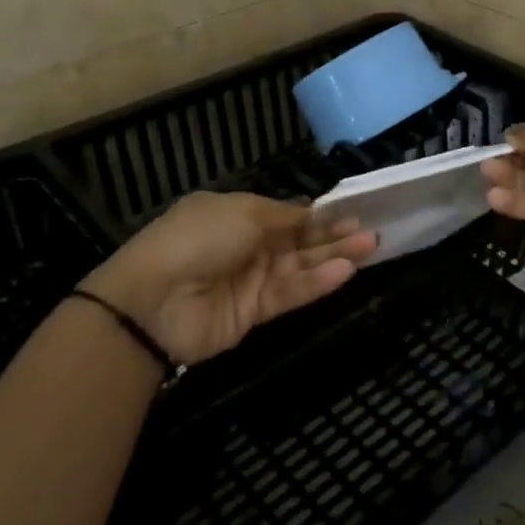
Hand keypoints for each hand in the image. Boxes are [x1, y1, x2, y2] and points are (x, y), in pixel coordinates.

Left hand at [80, 193, 377, 365]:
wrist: (154, 301)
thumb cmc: (197, 239)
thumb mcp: (242, 213)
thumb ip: (284, 216)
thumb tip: (311, 211)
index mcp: (235, 215)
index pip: (285, 214)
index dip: (317, 213)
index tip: (351, 211)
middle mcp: (246, 245)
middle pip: (298, 240)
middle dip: (332, 235)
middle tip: (369, 230)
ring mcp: (250, 279)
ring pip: (300, 267)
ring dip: (333, 257)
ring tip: (369, 246)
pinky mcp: (254, 312)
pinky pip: (290, 293)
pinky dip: (316, 283)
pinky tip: (344, 272)